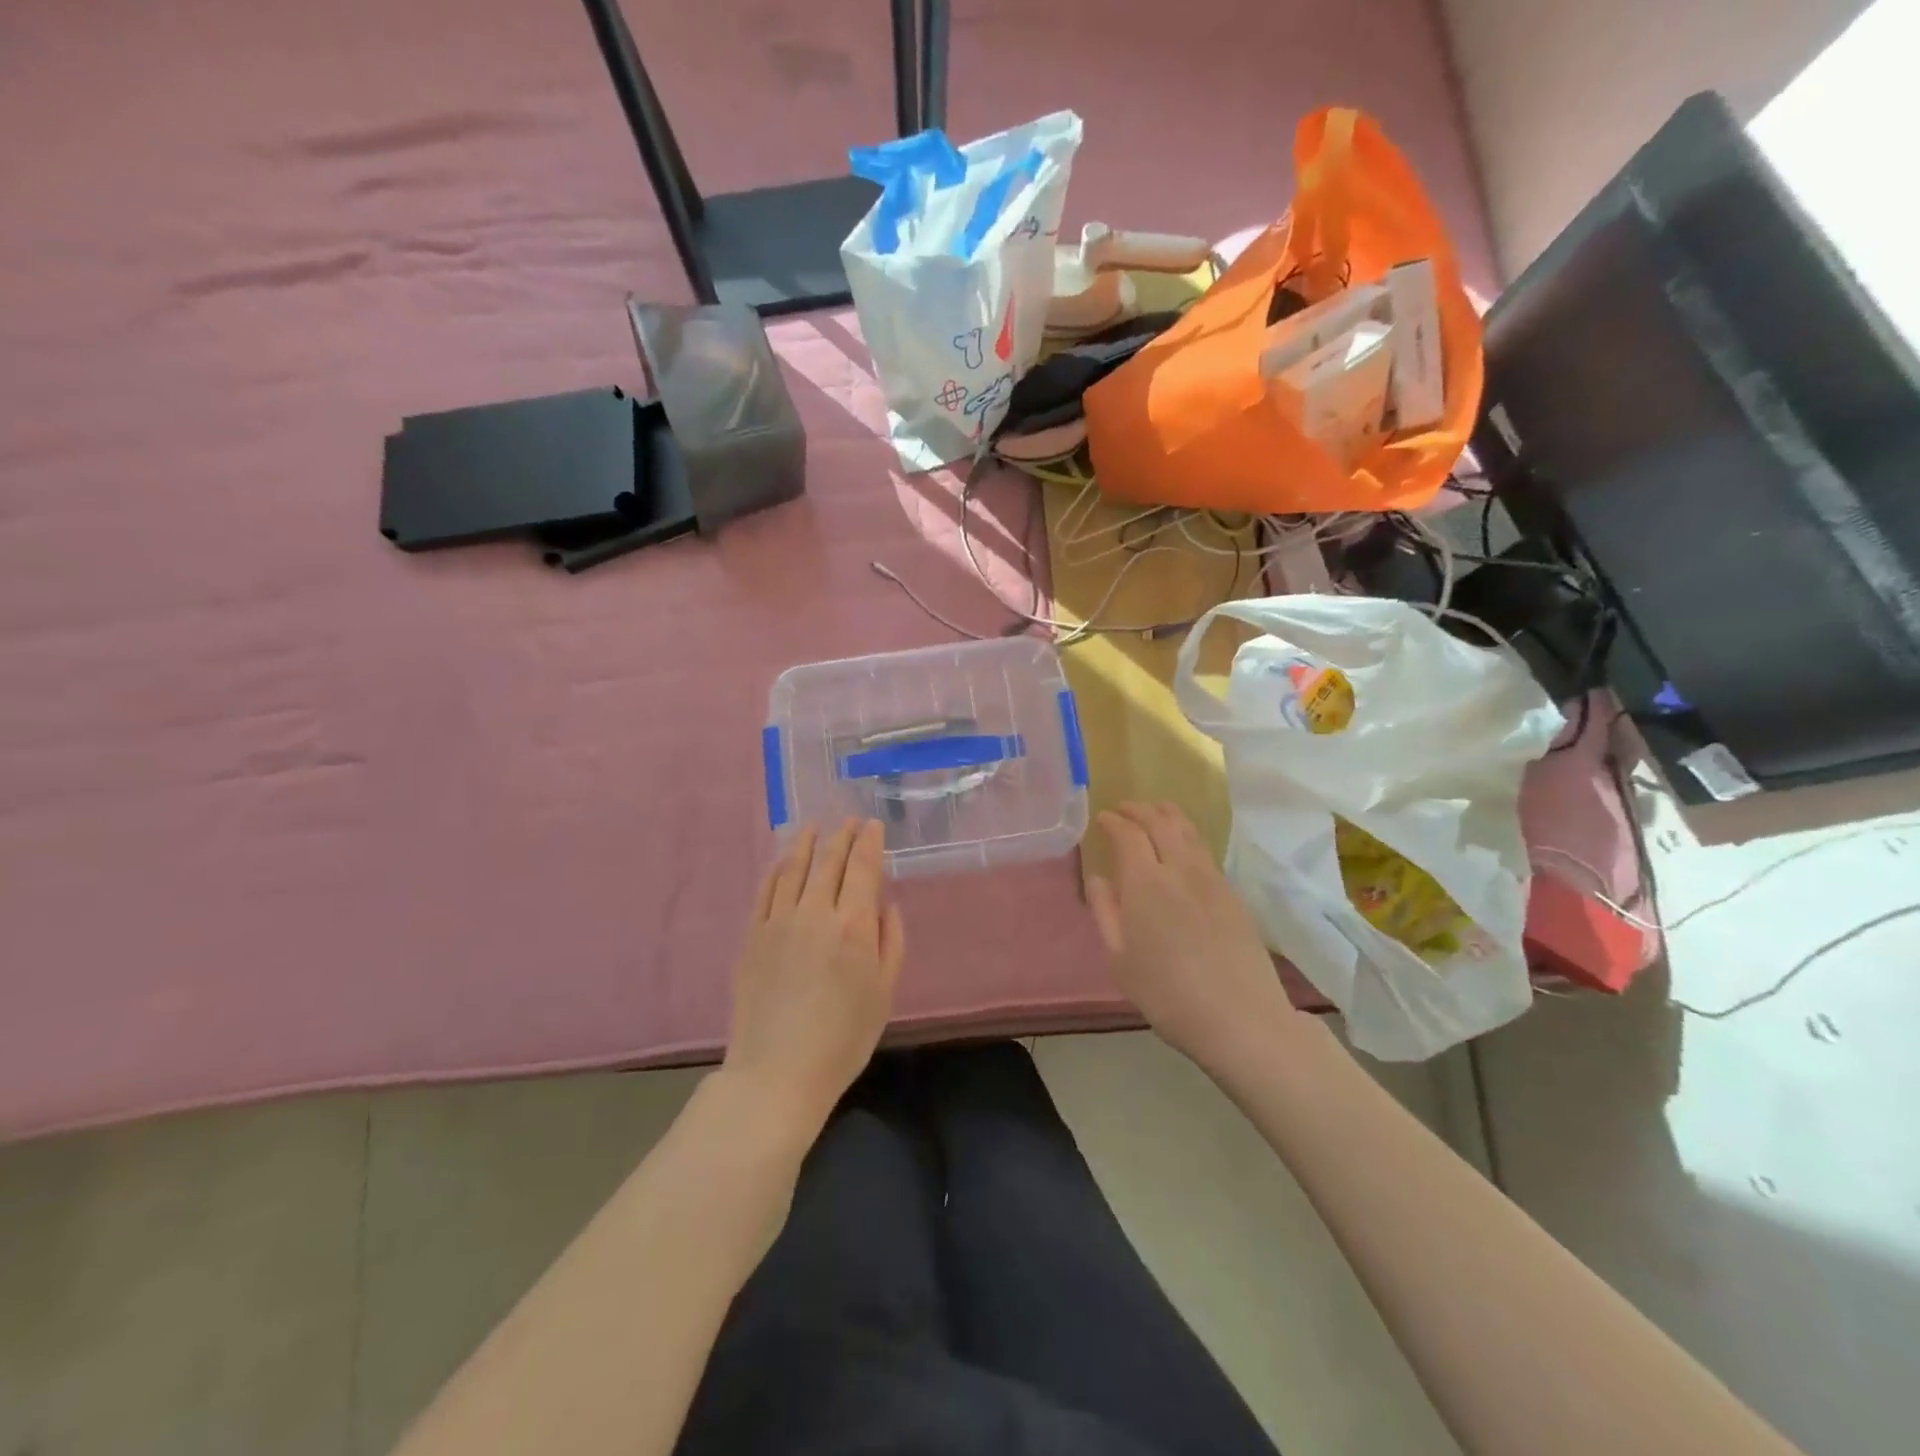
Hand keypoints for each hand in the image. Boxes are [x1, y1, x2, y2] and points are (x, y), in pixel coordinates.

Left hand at [723, 820, 905, 1127]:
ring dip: (806, 841)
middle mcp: (815, 912)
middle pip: (828, 860)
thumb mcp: (884, 993)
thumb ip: (891, 942)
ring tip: (814, 826)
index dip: (869, 842)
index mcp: (854, 925)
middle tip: (849, 820)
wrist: (777, 1072)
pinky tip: (781, 859)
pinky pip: (765, 889)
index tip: (873, 824)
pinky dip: (776, 868)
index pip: (862, 868)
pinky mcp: (752, 936)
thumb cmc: (843, 1039)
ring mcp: (778, 921)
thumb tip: (886, 906)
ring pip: (793, 867)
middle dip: (842, 835)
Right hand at [1087, 802, 1295, 1070]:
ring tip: (1155, 812)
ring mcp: (1211, 879)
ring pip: (1188, 831)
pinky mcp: (1232, 893)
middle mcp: (1179, 869)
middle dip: (1139, 809)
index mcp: (1145, 882)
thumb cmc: (1167, 994)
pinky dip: (1187, 834)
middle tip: (1124, 809)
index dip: (1113, 821)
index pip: (1128, 834)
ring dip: (1167, 814)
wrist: (1241, 1018)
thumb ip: (1106, 912)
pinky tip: (1183, 845)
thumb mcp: (1120, 959)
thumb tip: (1099, 878)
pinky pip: (1204, 849)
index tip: (1102, 818)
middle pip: (1160, 822)